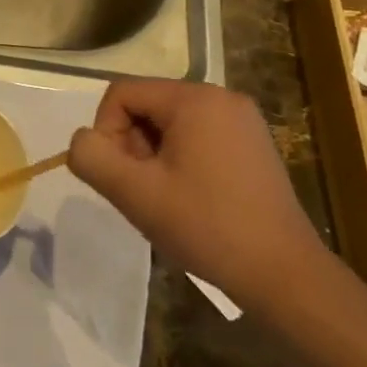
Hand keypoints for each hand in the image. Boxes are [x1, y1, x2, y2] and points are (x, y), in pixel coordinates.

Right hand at [68, 78, 335, 315]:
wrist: (283, 273)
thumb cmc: (206, 227)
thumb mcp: (135, 193)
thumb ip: (92, 157)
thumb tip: (83, 142)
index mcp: (195, 99)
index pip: (122, 93)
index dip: (106, 131)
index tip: (120, 175)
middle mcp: (221, 97)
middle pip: (146, 105)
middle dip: (131, 144)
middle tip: (143, 191)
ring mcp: (242, 120)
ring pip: (169, 123)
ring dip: (153, 156)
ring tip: (166, 198)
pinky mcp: (252, 144)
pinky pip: (196, 136)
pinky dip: (179, 160)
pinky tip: (189, 198)